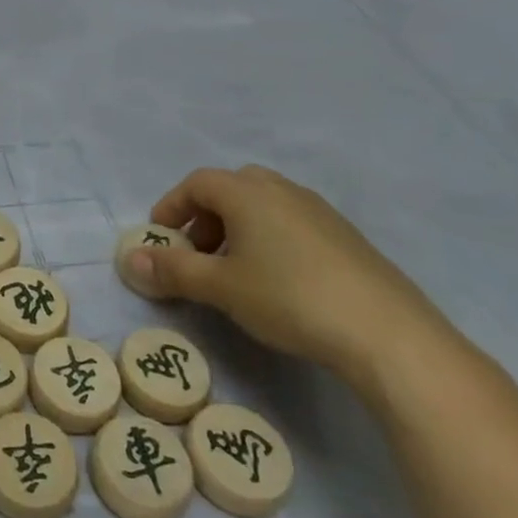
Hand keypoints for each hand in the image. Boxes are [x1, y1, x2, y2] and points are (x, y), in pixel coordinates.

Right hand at [121, 165, 455, 389]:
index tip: (160, 239)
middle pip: (231, 188)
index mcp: (247, 193)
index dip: (172, 206)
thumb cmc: (290, 298)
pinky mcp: (347, 238)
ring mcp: (320, 212)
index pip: (196, 183)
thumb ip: (173, 271)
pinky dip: (270, 240)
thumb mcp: (221, 288)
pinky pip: (292, 224)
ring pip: (264, 206)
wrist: (389, 334)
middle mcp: (282, 190)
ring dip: (238, 229)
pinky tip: (278, 282)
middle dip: (206, 216)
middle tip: (197, 253)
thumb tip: (128, 260)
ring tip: (235, 272)